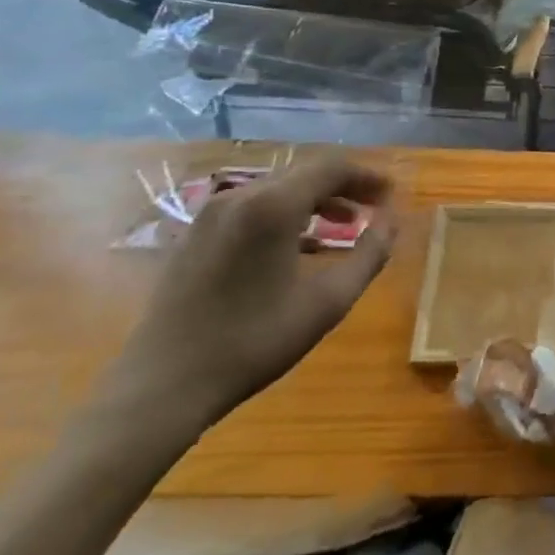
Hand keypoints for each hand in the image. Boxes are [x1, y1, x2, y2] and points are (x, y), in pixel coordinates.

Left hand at [100, 156, 396, 440]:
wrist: (162, 386)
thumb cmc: (254, 341)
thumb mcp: (328, 301)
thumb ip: (369, 254)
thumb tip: (392, 221)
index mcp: (272, 205)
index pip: (332, 168)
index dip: (367, 177)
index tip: (391, 196)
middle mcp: (239, 196)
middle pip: (303, 173)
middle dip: (343, 187)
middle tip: (372, 210)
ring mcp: (209, 215)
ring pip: (276, 189)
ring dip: (314, 200)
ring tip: (341, 227)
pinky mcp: (193, 235)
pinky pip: (250, 207)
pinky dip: (283, 214)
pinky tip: (296, 246)